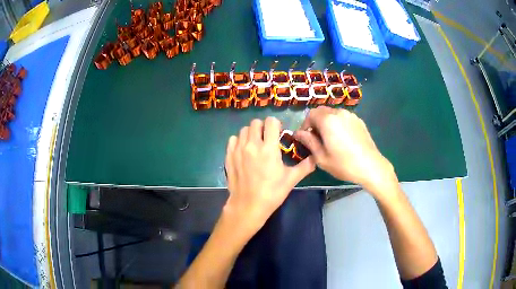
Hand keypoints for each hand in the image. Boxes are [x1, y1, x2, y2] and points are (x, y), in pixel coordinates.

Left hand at [224, 117, 315, 234]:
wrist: (248, 206)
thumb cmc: (272, 193)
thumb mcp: (291, 179)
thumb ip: (305, 166)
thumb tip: (315, 158)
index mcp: (269, 148)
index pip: (271, 122)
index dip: (276, 124)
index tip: (279, 133)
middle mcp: (252, 144)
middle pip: (256, 123)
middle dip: (263, 127)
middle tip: (267, 138)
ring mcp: (238, 149)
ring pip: (244, 130)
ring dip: (251, 133)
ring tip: (256, 144)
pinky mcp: (229, 156)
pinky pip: (233, 139)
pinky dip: (239, 141)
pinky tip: (244, 150)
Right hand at [294, 107, 398, 196]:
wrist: (370, 166)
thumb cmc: (343, 164)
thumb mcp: (321, 157)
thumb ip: (308, 141)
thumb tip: (297, 133)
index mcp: (327, 120)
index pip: (310, 114)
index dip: (305, 125)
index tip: (306, 138)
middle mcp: (339, 113)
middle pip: (322, 111)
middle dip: (315, 122)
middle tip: (316, 138)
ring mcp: (351, 116)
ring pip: (333, 113)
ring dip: (327, 122)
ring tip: (330, 138)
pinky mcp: (359, 121)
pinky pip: (343, 117)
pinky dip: (338, 123)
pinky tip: (342, 138)